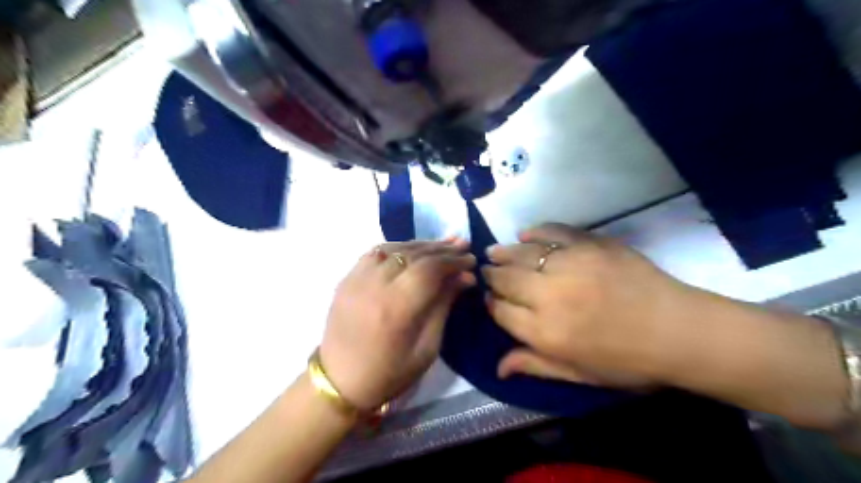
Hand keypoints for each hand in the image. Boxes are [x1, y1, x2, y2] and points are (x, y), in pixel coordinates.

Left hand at [320, 237, 472, 409]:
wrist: (340, 382)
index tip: (471, 260)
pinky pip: (375, 253)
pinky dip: (398, 248)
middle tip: (463, 245)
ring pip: (395, 248)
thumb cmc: (390, 373)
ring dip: (421, 245)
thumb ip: (444, 306)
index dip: (453, 261)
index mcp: (396, 308)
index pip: (430, 269)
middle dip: (442, 249)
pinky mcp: (346, 278)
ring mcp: (356, 279)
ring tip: (443, 244)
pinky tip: (412, 250)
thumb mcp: (427, 348)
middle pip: (413, 255)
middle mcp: (374, 285)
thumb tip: (465, 277)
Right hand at [482, 224, 702, 390]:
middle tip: (487, 272)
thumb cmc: (628, 361)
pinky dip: (536, 231)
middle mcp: (549, 295)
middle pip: (506, 280)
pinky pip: (553, 232)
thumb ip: (536, 365)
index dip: (491, 305)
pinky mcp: (590, 244)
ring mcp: (570, 265)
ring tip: (493, 252)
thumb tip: (498, 367)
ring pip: (522, 254)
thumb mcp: (579, 374)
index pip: (501, 312)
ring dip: (503, 253)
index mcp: (545, 332)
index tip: (489, 299)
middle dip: (491, 276)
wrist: (680, 331)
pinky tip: (525, 233)